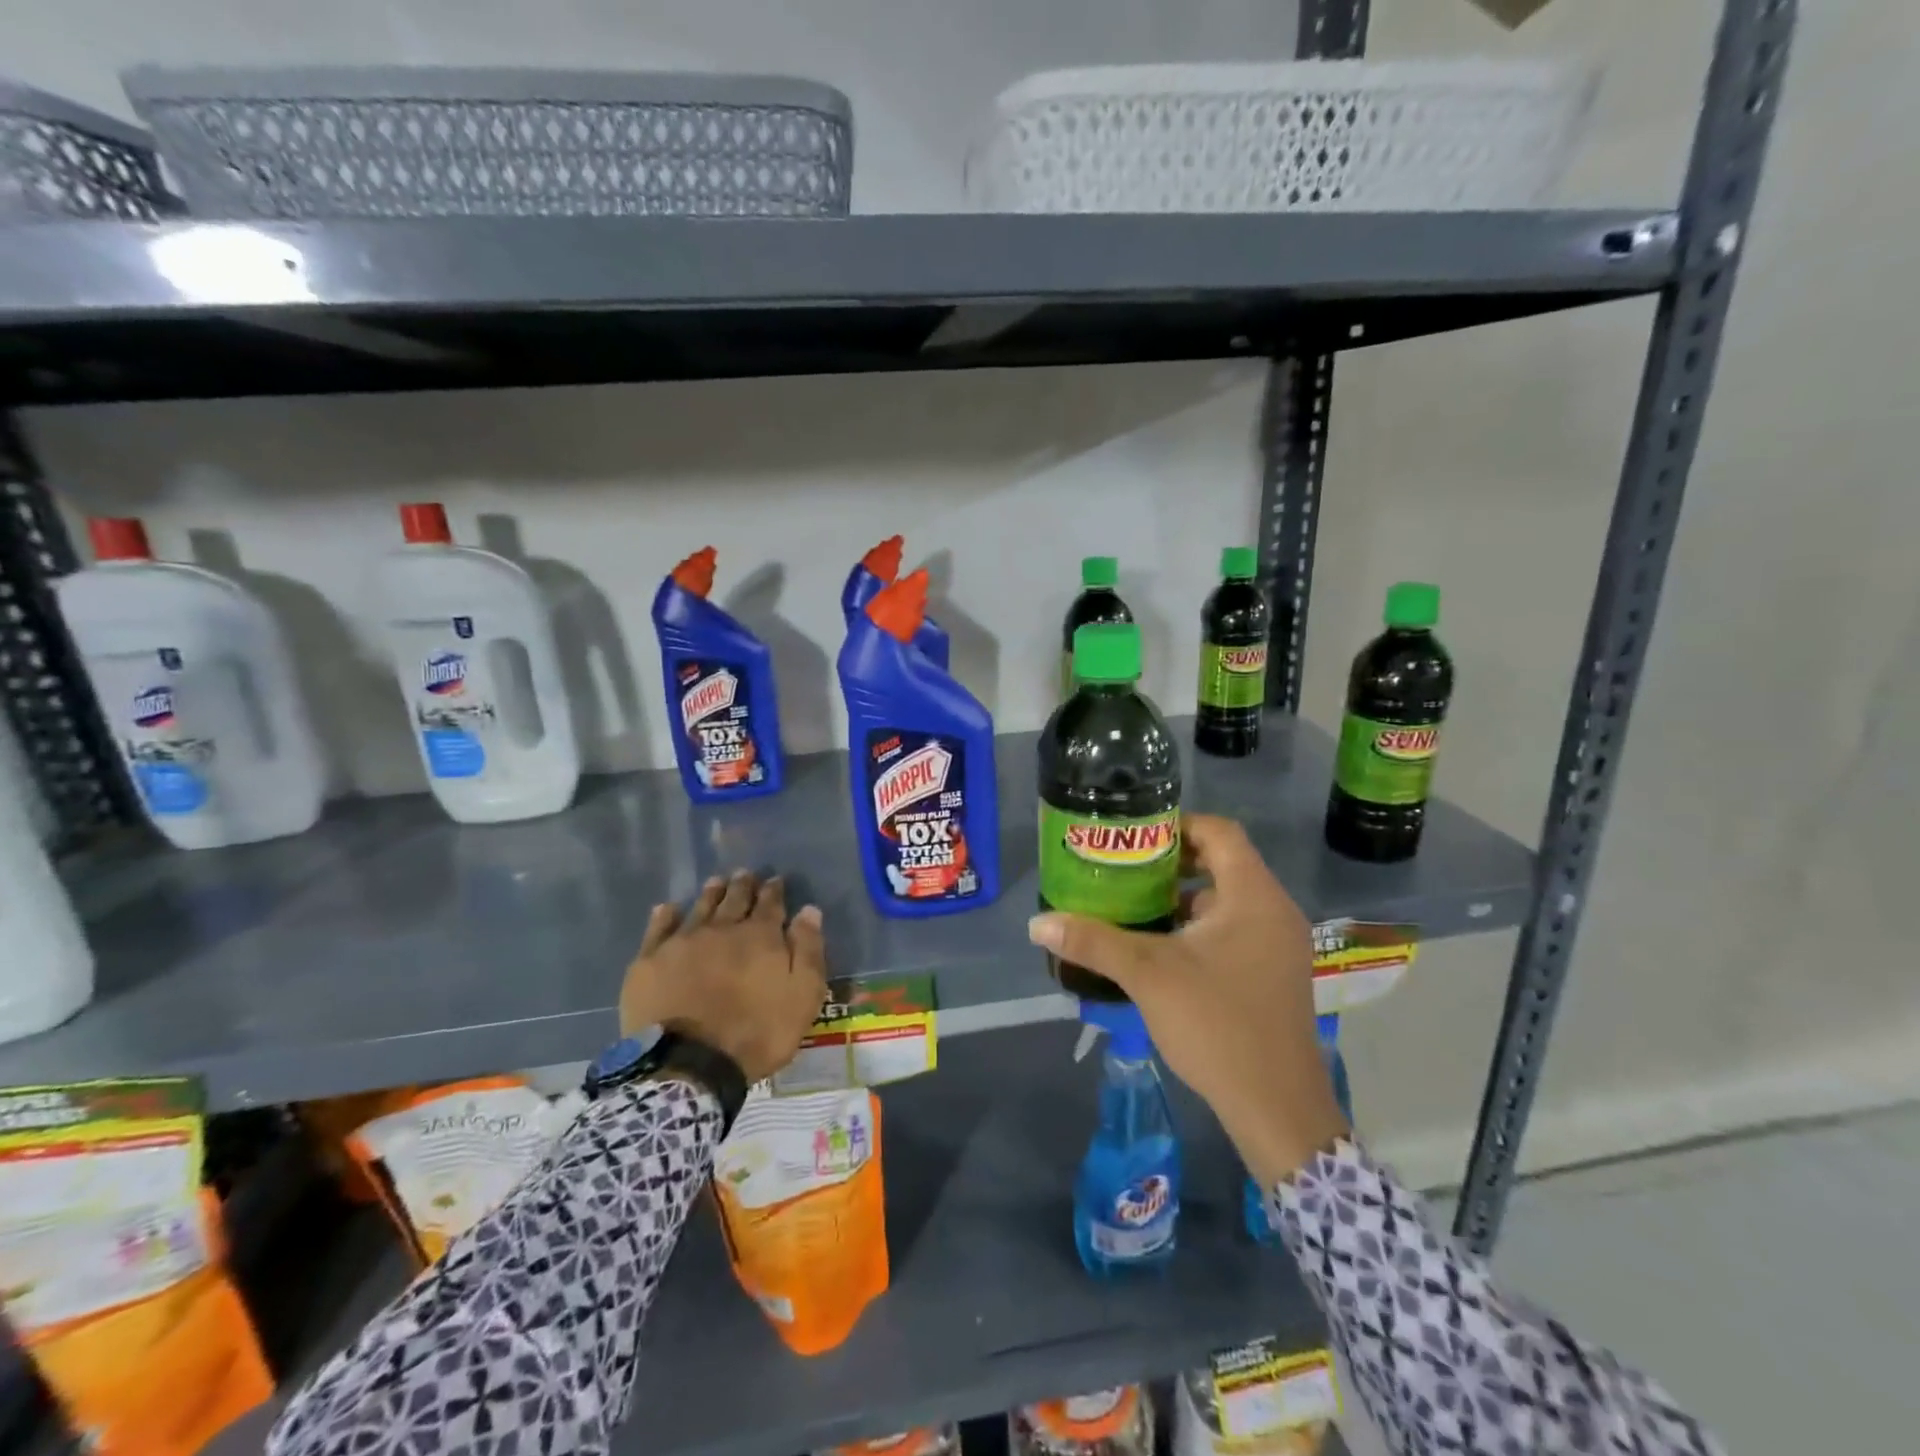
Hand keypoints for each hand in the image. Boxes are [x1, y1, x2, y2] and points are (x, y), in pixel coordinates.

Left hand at [620, 872, 828, 1084]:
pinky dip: (665, 916)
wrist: (689, 1065)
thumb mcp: (802, 997)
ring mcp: (682, 942)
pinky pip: (658, 929)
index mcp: (760, 937)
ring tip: (716, 882)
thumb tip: (809, 910)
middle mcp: (722, 929)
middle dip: (743, 886)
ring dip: (711, 894)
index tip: (775, 879)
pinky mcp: (649, 962)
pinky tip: (668, 908)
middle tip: (745, 874)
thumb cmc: (756, 1033)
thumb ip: (808, 951)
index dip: (774, 890)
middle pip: (735, 899)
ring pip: (700, 908)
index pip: (770, 904)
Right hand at [1027, 814, 1347, 1185]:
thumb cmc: (1217, 1025)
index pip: (1220, 832)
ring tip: (1133, 904)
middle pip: (1223, 863)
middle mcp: (1274, 911)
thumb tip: (1038, 922)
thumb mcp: (1148, 976)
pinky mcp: (1274, 973)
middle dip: (1172, 862)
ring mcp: (1279, 945)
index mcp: (1254, 897)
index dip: (1177, 825)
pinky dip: (1199, 926)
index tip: (1134, 836)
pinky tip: (1160, 947)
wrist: (1276, 1108)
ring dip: (1183, 897)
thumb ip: (1094, 941)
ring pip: (1227, 899)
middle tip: (1124, 868)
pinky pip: (1235, 929)